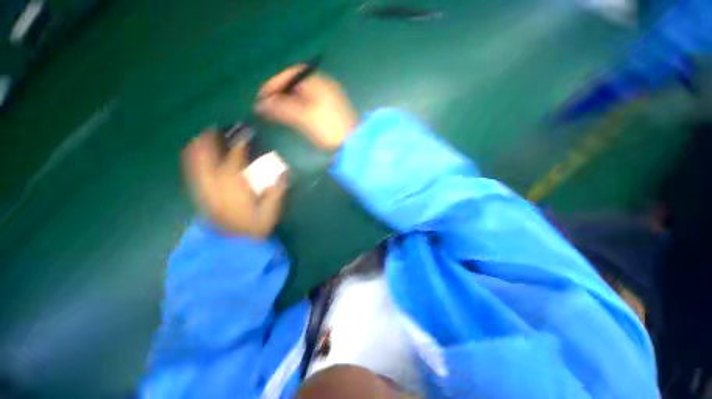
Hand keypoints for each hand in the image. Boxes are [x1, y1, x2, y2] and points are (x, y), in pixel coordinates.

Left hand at [182, 131, 286, 237]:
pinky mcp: (201, 196)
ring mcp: (204, 190)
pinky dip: (191, 161)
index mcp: (235, 186)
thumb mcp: (271, 210)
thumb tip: (283, 171)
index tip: (246, 131)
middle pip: (207, 156)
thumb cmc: (255, 227)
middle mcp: (215, 184)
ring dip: (198, 148)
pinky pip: (191, 173)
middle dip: (211, 139)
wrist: (234, 245)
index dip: (240, 143)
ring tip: (203, 136)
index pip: (235, 158)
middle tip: (217, 127)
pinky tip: (194, 155)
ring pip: (195, 163)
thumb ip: (276, 190)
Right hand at [255, 65, 357, 149]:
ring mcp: (329, 99)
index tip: (263, 95)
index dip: (275, 82)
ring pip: (303, 95)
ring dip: (288, 102)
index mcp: (320, 83)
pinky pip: (310, 104)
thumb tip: (260, 104)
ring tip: (275, 112)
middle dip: (280, 93)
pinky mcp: (330, 111)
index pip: (293, 74)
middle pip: (297, 84)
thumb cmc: (329, 129)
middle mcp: (325, 87)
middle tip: (267, 105)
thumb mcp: (304, 118)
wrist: (351, 145)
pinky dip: (298, 108)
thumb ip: (282, 108)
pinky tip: (291, 116)